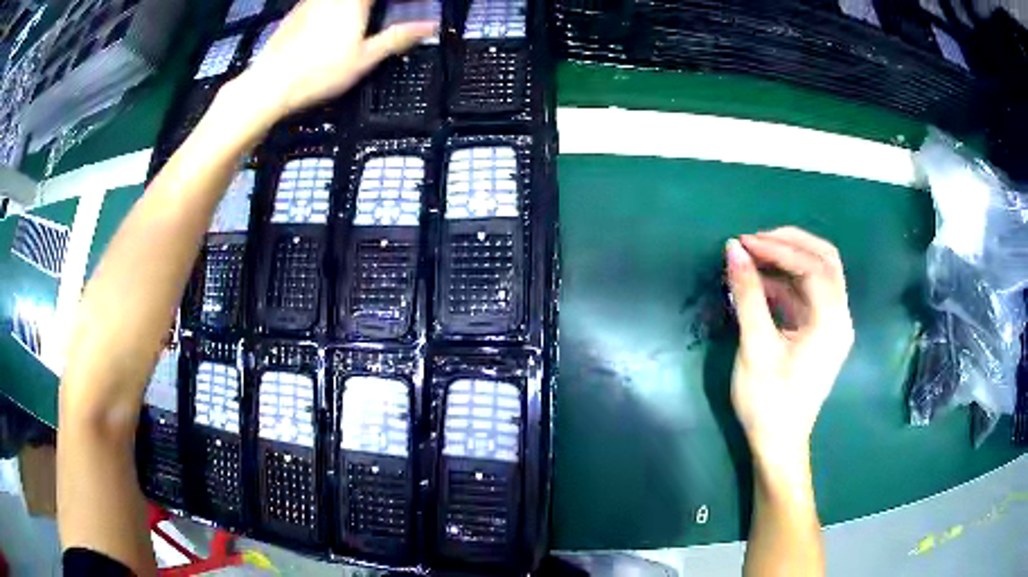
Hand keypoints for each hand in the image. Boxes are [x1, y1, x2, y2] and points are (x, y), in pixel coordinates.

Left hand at [237, 0, 435, 122]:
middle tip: (383, 13)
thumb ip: (398, 37)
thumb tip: (430, 26)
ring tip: (364, 18)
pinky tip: (333, 24)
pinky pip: (321, 2)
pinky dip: (334, 8)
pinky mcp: (296, 11)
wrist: (268, 85)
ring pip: (337, 0)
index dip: (394, 1)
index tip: (405, 8)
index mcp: (354, 0)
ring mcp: (310, 1)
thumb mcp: (364, 58)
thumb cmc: (319, 72)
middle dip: (374, 4)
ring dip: (356, 6)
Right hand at [725, 227, 853, 464]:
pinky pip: (808, 293)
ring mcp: (832, 324)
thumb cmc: (768, 402)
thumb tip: (734, 249)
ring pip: (819, 273)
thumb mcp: (755, 347)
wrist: (778, 444)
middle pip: (824, 260)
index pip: (813, 266)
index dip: (778, 248)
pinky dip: (787, 280)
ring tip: (753, 255)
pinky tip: (761, 281)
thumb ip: (748, 295)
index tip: (743, 242)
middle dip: (789, 243)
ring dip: (788, 259)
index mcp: (831, 322)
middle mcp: (840, 317)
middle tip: (753, 241)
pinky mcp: (821, 331)